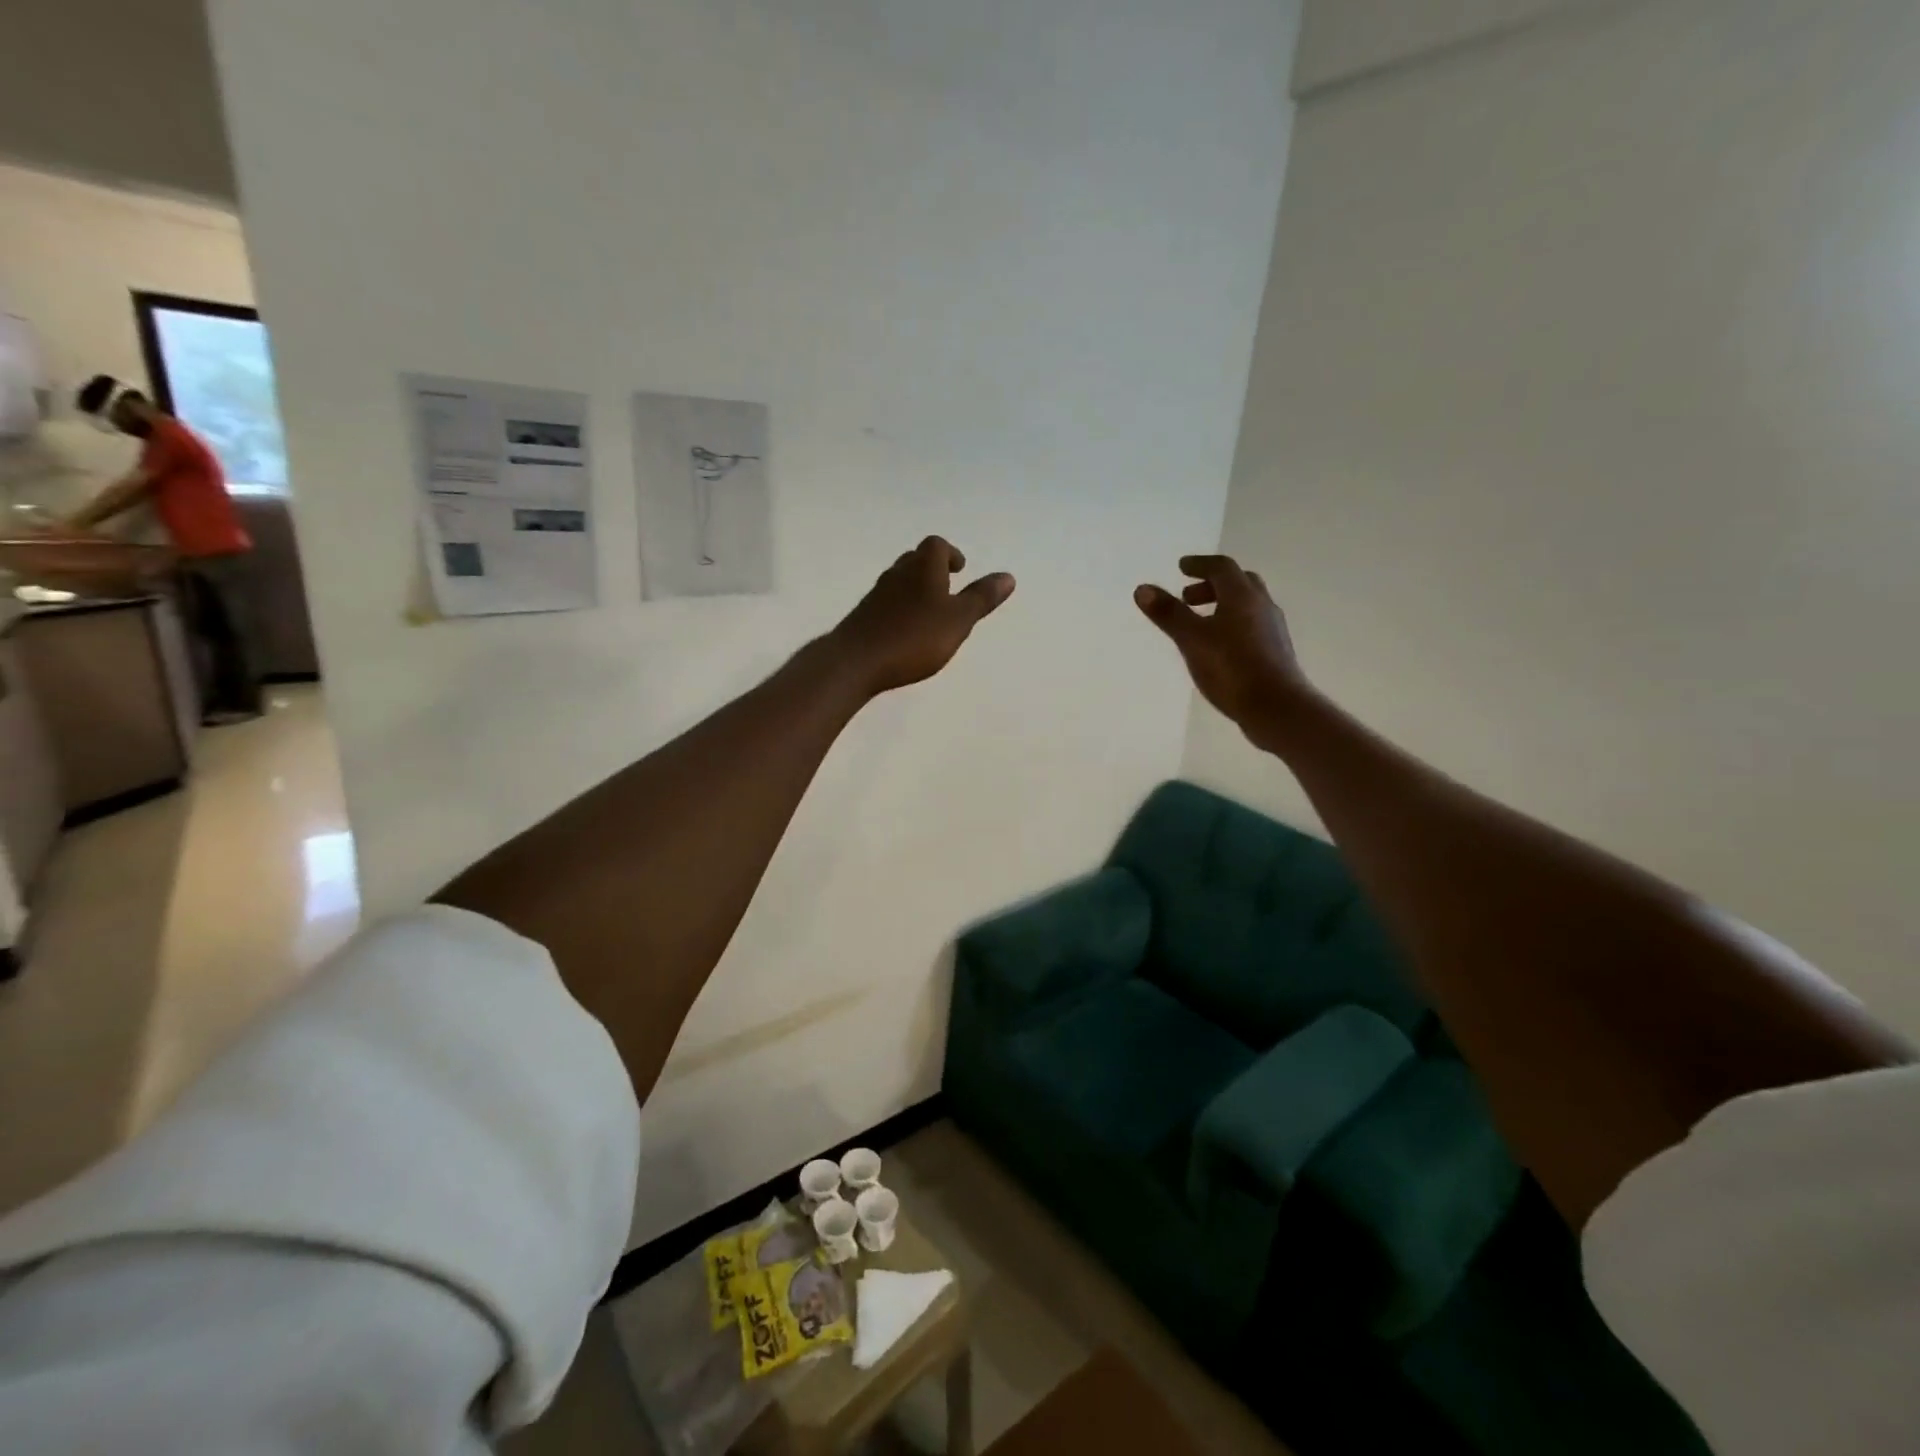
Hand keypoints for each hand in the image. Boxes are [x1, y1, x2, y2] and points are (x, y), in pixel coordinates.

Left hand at [827, 536, 1015, 694]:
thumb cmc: (914, 637)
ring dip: (916, 589)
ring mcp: (876, 595)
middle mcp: (897, 573)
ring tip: (931, 612)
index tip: (960, 569)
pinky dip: (901, 609)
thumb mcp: (958, 620)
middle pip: (916, 560)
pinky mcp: (863, 616)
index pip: (936, 546)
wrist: (856, 660)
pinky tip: (907, 632)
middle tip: (948, 587)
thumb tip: (1008, 576)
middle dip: (933, 569)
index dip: (950, 554)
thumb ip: (981, 598)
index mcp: (923, 567)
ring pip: (900, 581)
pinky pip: (887, 603)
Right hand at [1135, 555, 1311, 736]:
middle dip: (1211, 584)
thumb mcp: (1192, 639)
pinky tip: (1218, 647)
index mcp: (1242, 597)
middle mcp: (1262, 606)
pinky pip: (1251, 626)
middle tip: (1187, 596)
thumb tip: (1142, 588)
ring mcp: (1272, 630)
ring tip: (1199, 623)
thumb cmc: (1231, 669)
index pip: (1222, 567)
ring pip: (1247, 605)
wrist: (1276, 708)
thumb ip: (1168, 613)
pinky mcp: (1275, 652)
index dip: (1200, 564)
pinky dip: (1232, 624)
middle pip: (1239, 583)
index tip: (1181, 567)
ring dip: (1222, 605)